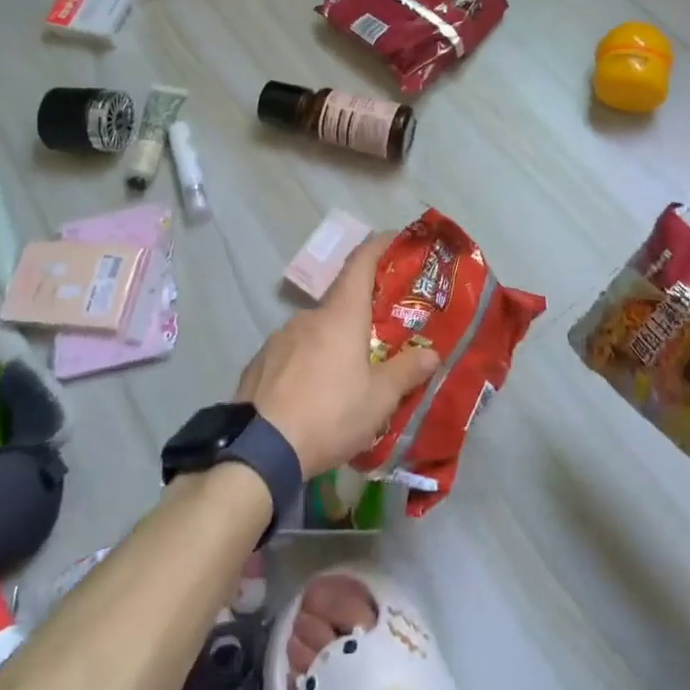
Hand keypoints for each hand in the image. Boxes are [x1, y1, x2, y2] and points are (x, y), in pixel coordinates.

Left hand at [234, 233, 438, 477]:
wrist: (257, 451)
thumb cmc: (329, 415)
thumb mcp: (378, 400)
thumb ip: (406, 372)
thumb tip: (432, 353)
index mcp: (340, 315)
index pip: (361, 263)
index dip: (379, 246)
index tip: (394, 238)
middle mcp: (308, 317)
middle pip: (340, 302)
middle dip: (361, 314)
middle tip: (379, 336)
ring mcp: (278, 338)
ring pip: (315, 331)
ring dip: (332, 343)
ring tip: (345, 375)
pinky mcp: (259, 363)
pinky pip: (291, 353)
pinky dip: (306, 363)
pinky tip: (311, 393)